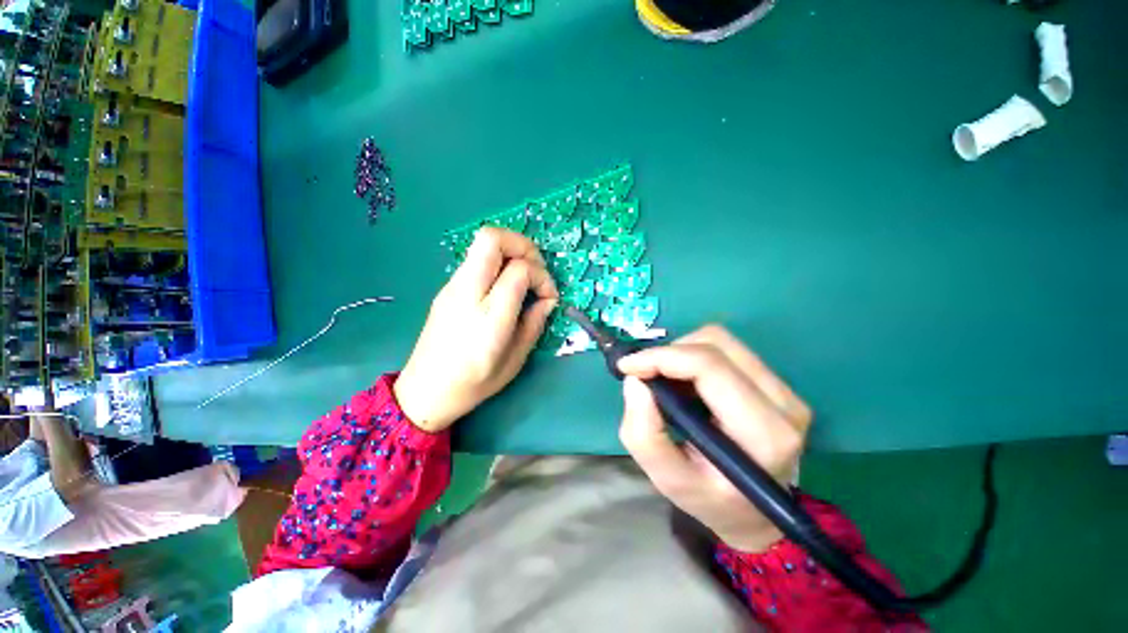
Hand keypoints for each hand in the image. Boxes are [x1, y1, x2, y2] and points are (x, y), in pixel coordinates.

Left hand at [394, 228, 558, 432]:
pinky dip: (497, 262)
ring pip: (482, 243)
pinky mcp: (447, 288)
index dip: (542, 277)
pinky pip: (476, 260)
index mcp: (489, 315)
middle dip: (523, 245)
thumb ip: (534, 323)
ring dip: (510, 251)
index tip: (548, 297)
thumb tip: (546, 300)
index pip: (519, 270)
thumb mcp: (515, 359)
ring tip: (523, 278)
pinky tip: (504, 287)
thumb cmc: (474, 382)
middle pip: (492, 238)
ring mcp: (452, 286)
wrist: (425, 391)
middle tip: (536, 269)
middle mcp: (467, 291)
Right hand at [618, 325, 811, 552]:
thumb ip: (644, 434)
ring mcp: (785, 390)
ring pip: (720, 340)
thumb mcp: (669, 480)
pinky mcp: (777, 383)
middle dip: (670, 353)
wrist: (756, 514)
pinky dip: (694, 357)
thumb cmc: (712, 500)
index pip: (710, 367)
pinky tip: (687, 384)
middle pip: (716, 343)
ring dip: (682, 354)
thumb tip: (635, 381)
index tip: (628, 366)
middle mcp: (784, 404)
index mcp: (764, 434)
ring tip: (668, 384)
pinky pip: (726, 350)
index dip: (662, 357)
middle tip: (647, 376)